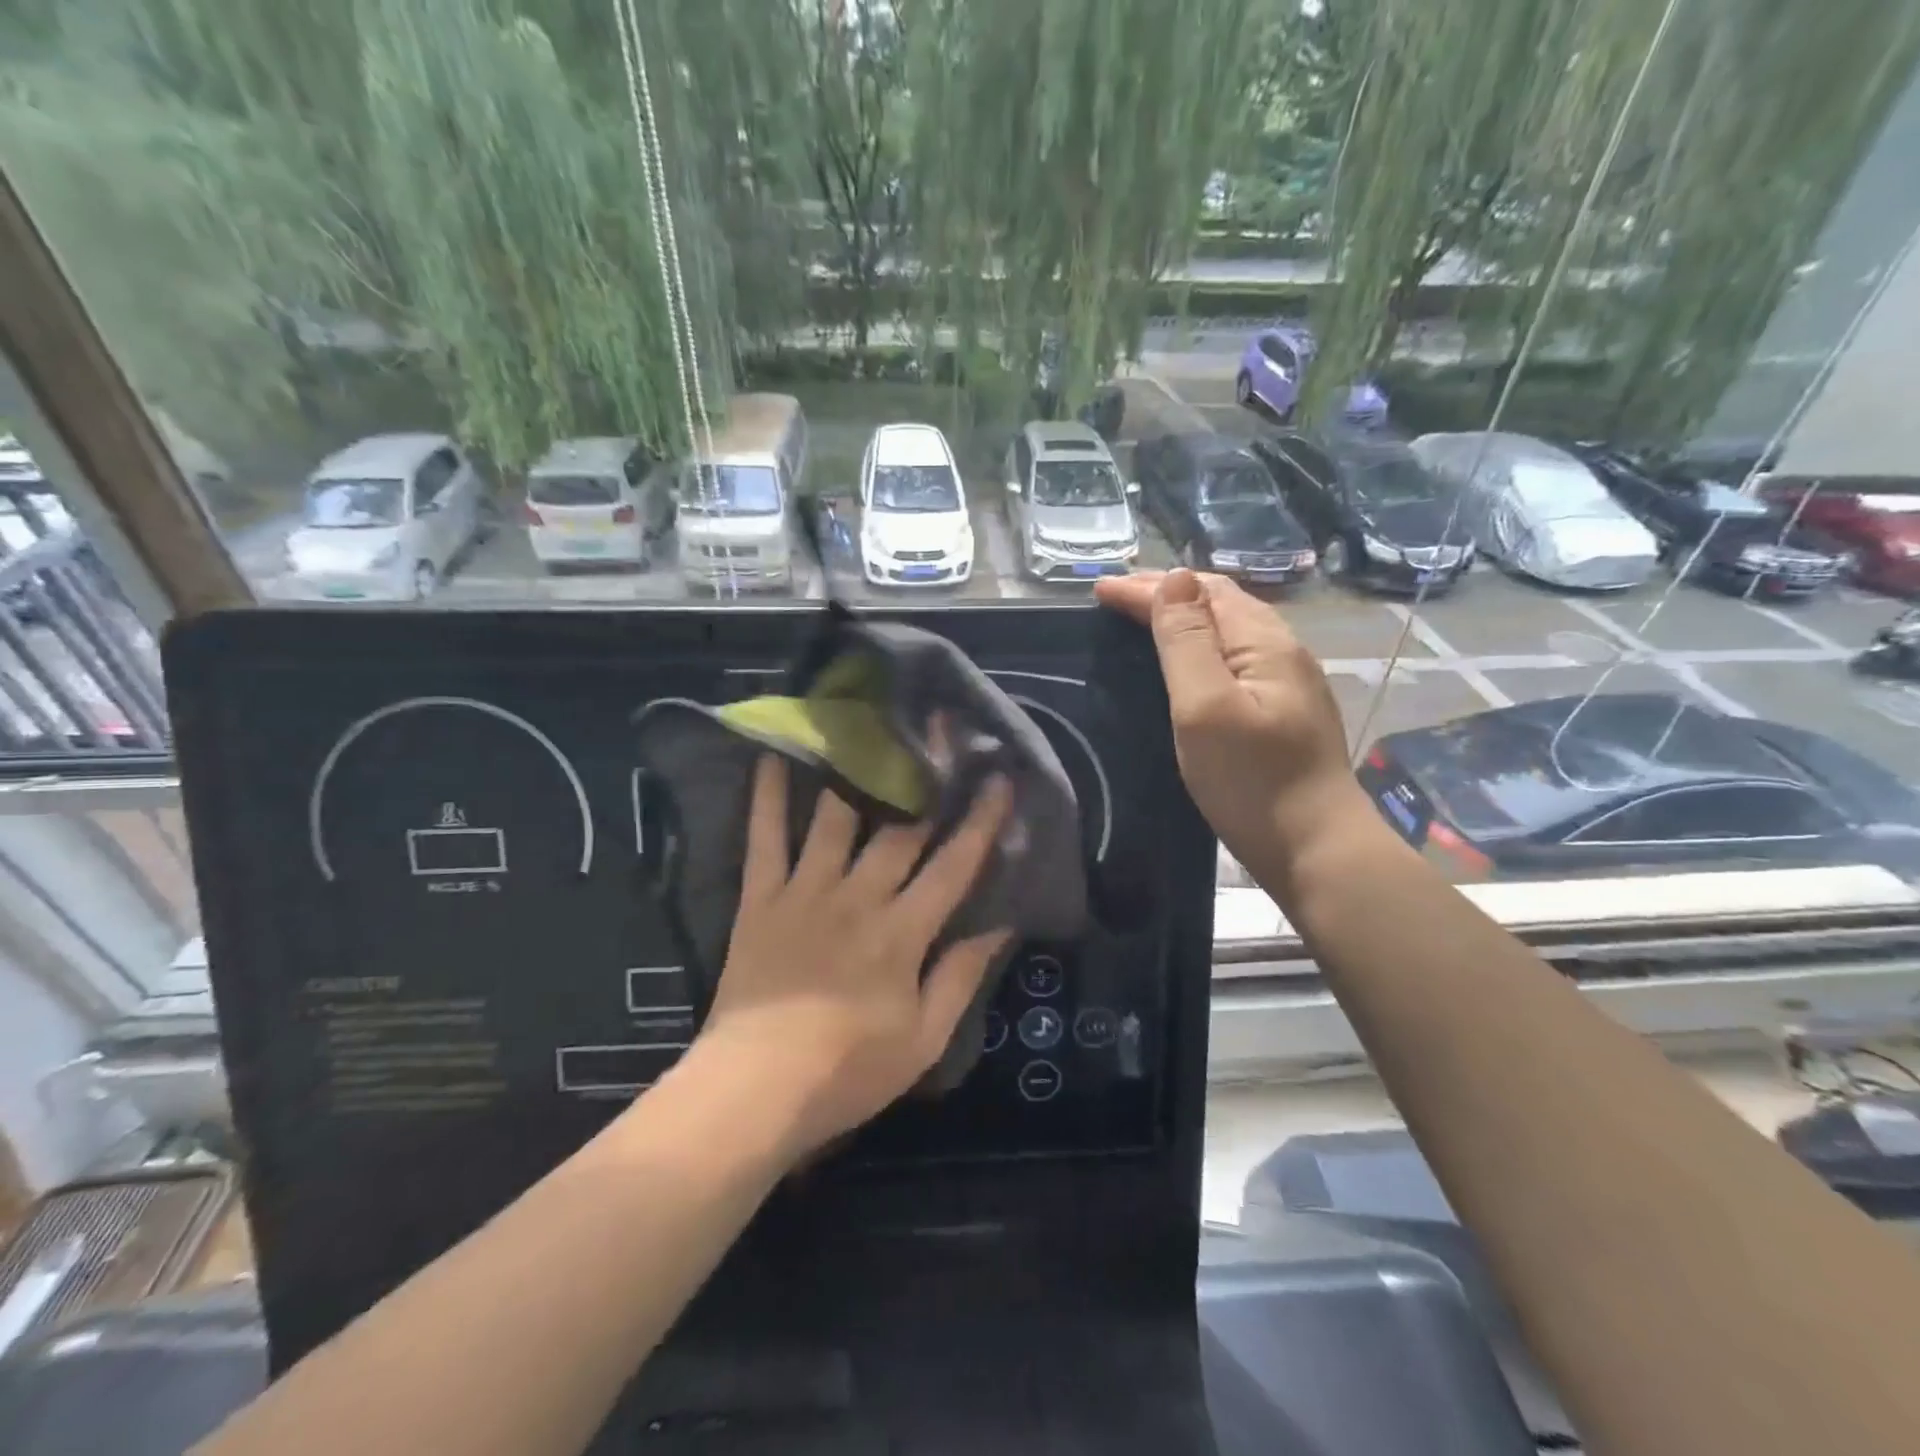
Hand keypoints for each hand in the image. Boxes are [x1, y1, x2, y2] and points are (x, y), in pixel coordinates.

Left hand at [694, 755, 1012, 1158]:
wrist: (754, 1091)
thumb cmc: (848, 1071)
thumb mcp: (924, 1040)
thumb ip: (961, 977)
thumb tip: (1001, 925)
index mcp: (902, 932)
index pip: (953, 866)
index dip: (980, 821)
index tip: (1000, 779)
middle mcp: (858, 897)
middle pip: (900, 828)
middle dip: (927, 778)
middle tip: (942, 731)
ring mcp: (806, 891)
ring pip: (836, 818)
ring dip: (856, 771)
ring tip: (869, 727)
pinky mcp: (760, 898)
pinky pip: (765, 838)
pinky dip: (768, 796)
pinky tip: (774, 755)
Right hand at [1095, 568, 1361, 875]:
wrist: (1317, 850)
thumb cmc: (1252, 781)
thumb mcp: (1206, 707)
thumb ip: (1188, 642)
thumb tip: (1176, 579)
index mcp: (1264, 643)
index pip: (1201, 593)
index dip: (1148, 588)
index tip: (1099, 590)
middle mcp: (1283, 651)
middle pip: (1221, 602)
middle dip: (1167, 593)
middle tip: (1117, 597)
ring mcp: (1289, 682)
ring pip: (1231, 629)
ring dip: (1186, 616)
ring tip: (1146, 619)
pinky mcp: (1284, 711)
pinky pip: (1237, 656)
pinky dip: (1202, 645)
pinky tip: (1190, 662)